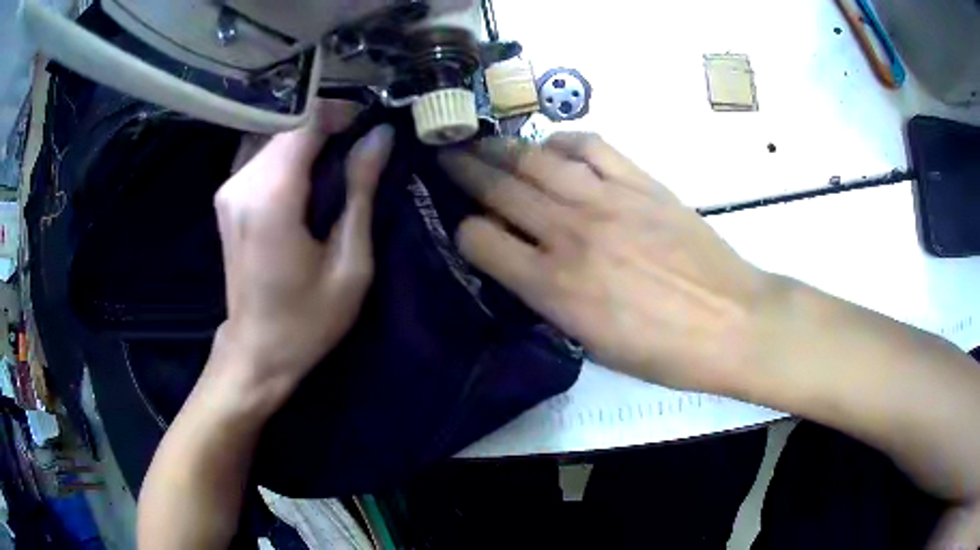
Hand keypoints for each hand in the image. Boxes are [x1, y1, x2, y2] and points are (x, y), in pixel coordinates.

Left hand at [212, 101, 393, 397]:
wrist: (257, 352)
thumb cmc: (308, 320)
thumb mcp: (350, 263)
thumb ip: (360, 192)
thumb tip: (380, 136)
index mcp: (271, 197)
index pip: (304, 121)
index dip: (340, 112)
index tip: (369, 125)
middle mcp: (242, 182)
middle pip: (286, 123)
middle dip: (327, 122)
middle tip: (361, 142)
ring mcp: (228, 188)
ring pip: (272, 134)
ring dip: (307, 135)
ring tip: (338, 156)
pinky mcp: (227, 196)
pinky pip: (260, 152)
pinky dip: (287, 150)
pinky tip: (308, 170)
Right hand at [440, 134, 773, 391]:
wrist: (733, 322)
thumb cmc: (665, 352)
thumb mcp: (594, 345)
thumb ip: (550, 300)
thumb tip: (526, 264)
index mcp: (554, 286)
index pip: (480, 241)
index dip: (464, 233)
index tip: (465, 229)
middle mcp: (571, 233)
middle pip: (500, 188)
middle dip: (464, 169)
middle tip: (445, 153)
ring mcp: (608, 200)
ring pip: (537, 160)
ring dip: (501, 148)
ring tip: (482, 140)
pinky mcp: (641, 183)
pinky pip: (591, 146)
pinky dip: (563, 140)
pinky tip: (551, 145)